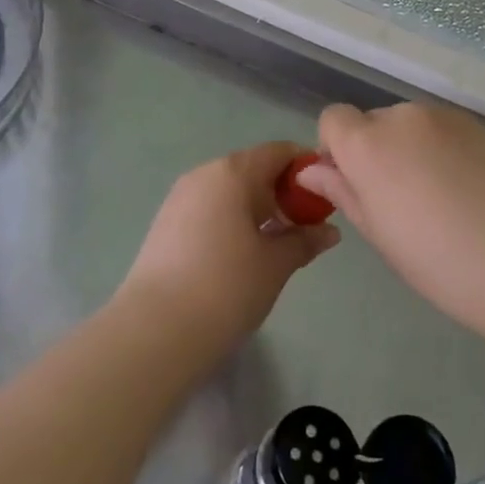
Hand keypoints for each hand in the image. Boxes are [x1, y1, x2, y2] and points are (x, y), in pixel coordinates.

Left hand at [118, 141, 339, 359]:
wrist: (155, 331)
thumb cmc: (226, 287)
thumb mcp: (276, 264)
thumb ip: (305, 240)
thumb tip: (330, 231)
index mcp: (233, 172)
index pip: (279, 152)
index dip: (306, 170)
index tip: (325, 197)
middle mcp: (204, 174)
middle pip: (253, 170)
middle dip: (283, 194)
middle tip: (306, 228)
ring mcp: (180, 198)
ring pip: (230, 192)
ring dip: (257, 210)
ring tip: (276, 246)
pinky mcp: (166, 224)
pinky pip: (210, 209)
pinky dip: (232, 222)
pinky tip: (243, 256)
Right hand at [295, 102, 484, 338]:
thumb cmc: (441, 262)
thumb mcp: (380, 234)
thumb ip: (343, 192)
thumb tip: (312, 170)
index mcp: (370, 143)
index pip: (333, 119)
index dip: (335, 150)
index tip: (354, 187)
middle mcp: (405, 117)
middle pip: (373, 122)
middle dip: (374, 152)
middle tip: (399, 203)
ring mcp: (448, 118)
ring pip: (410, 127)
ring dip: (410, 151)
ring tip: (440, 201)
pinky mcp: (482, 127)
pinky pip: (444, 132)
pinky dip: (443, 152)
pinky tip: (469, 193)